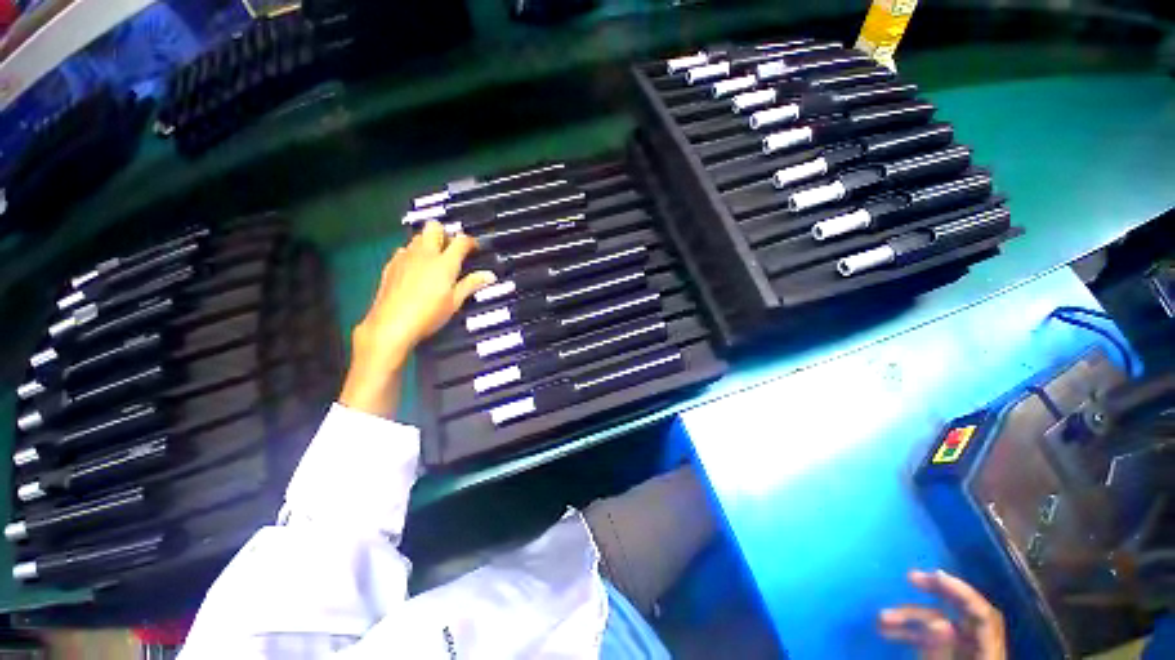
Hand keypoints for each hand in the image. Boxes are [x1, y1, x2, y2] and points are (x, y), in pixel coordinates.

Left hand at [340, 222, 495, 417]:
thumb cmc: (427, 320)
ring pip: (416, 239)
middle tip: (453, 252)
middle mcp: (422, 256)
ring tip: (435, 262)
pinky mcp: (389, 270)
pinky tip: (414, 271)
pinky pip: (401, 253)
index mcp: (443, 264)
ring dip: (427, 245)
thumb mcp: (454, 304)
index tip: (477, 247)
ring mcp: (403, 260)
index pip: (462, 242)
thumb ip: (472, 285)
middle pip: (434, 229)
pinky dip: (411, 256)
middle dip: (445, 234)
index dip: (472, 242)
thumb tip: (491, 276)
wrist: (387, 332)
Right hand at [878, 570, 1006, 659]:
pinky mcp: (951, 659)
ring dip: (912, 618)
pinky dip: (912, 633)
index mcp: (988, 655)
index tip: (933, 574)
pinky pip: (933, 640)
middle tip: (909, 578)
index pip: (982, 615)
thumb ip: (941, 653)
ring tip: (881, 619)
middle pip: (965, 613)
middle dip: (937, 593)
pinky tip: (890, 633)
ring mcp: (965, 655)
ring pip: (943, 625)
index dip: (962, 592)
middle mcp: (981, 650)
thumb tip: (938, 621)